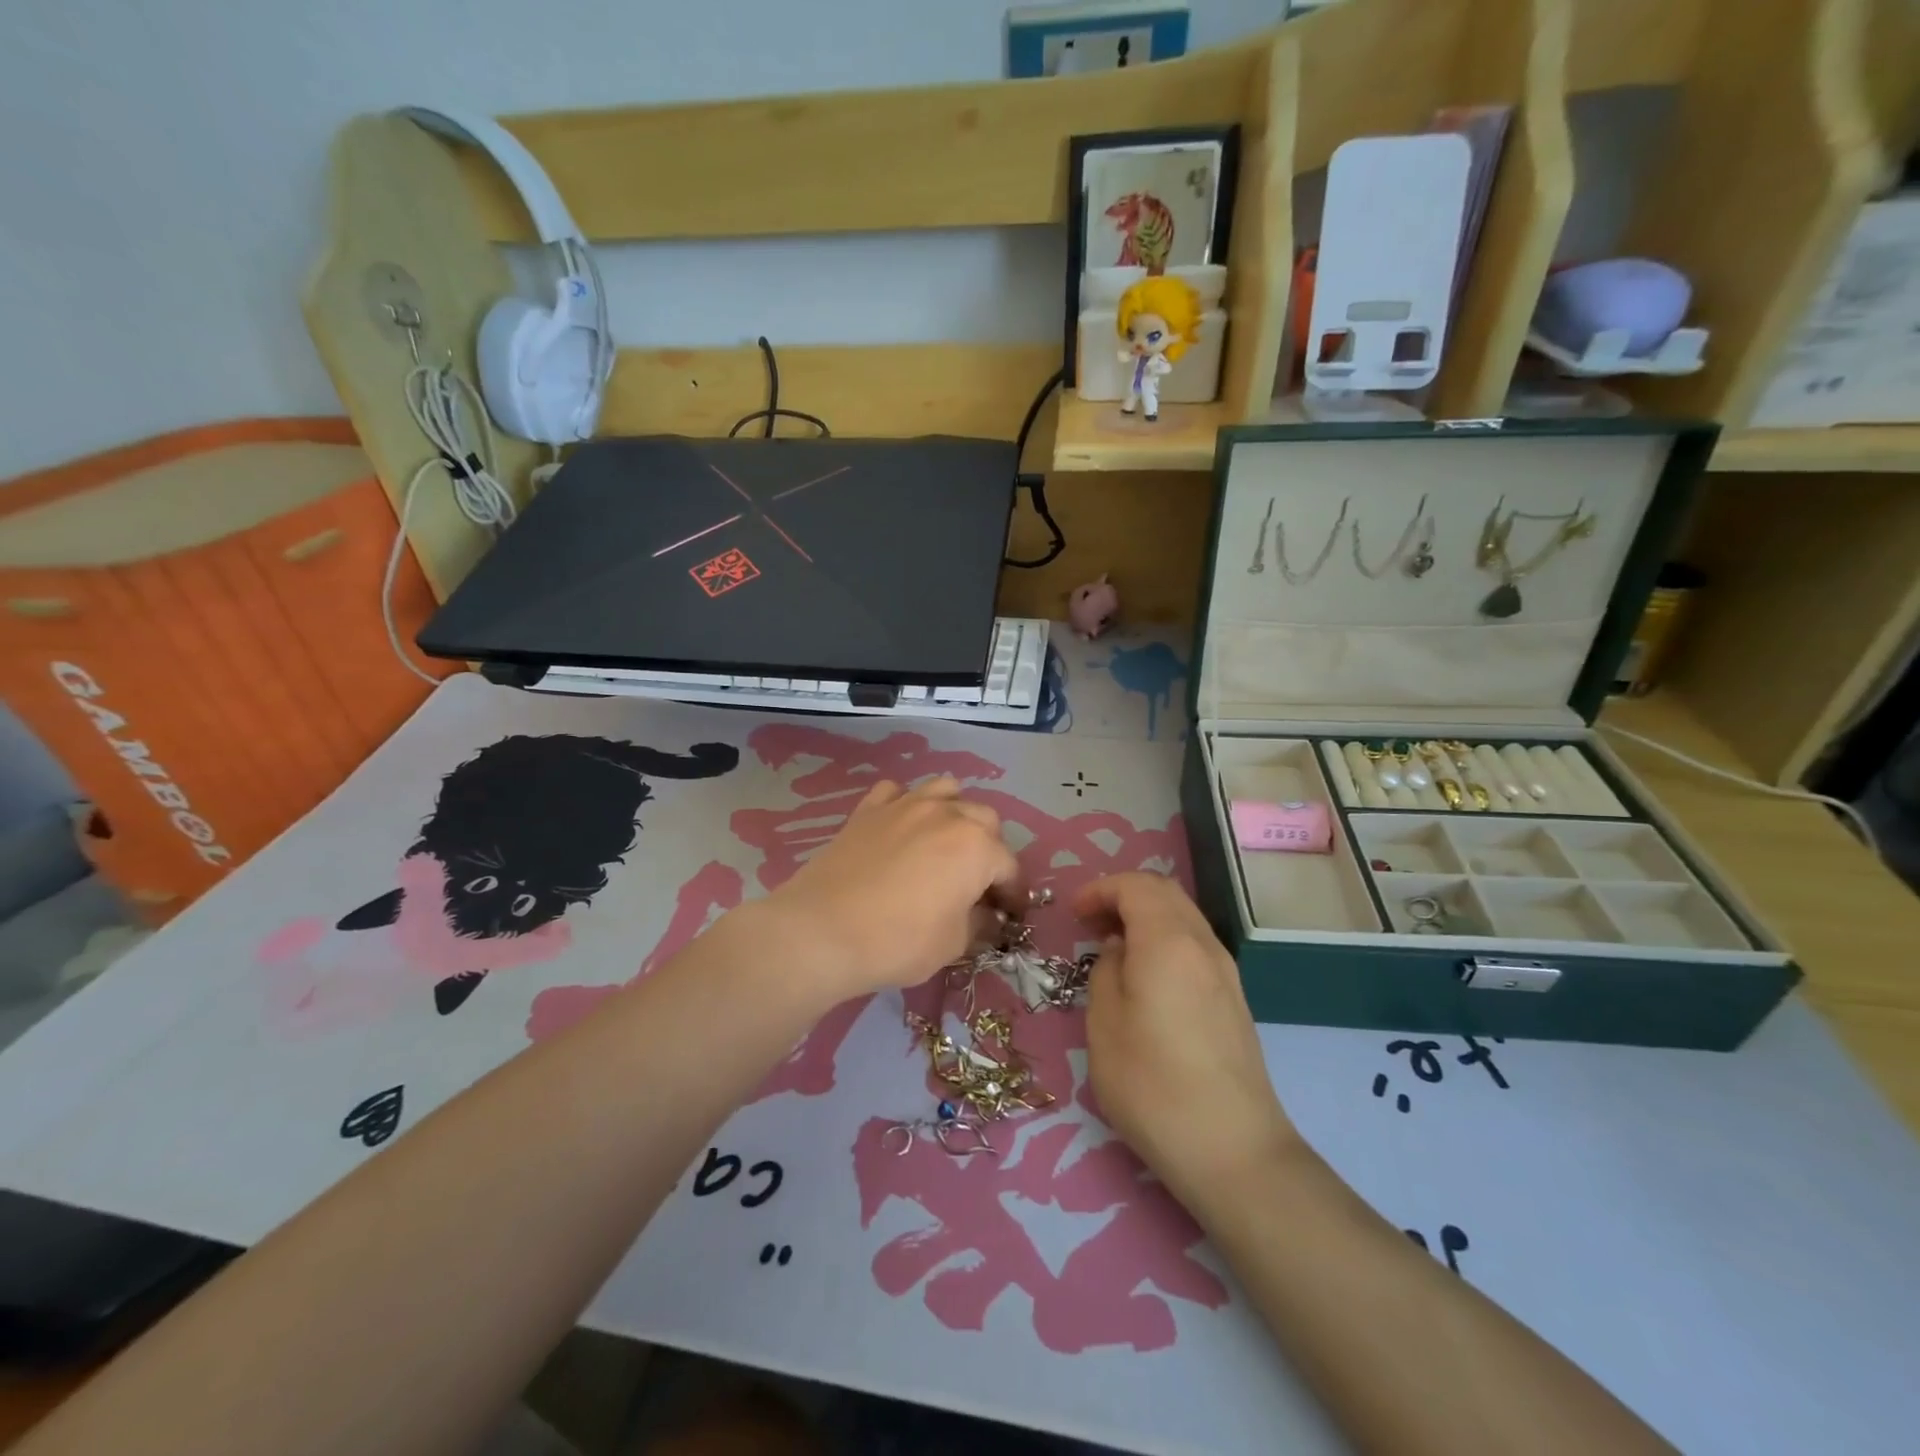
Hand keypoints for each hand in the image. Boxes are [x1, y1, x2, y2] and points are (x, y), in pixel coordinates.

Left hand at [763, 777, 1022, 1000]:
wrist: (823, 930)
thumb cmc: (899, 941)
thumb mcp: (953, 944)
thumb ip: (979, 924)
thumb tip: (986, 917)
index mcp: (977, 846)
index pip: (1009, 867)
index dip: (1013, 894)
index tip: (1009, 916)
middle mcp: (947, 814)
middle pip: (984, 821)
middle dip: (989, 849)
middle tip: (977, 883)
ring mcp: (905, 805)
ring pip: (946, 791)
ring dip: (955, 813)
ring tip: (945, 843)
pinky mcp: (869, 809)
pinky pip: (897, 792)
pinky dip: (906, 804)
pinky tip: (901, 827)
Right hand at [1076, 874, 1296, 1202]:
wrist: (1233, 1150)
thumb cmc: (1153, 1084)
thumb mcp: (1104, 1025)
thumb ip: (1106, 972)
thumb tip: (1120, 950)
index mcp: (1168, 941)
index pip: (1135, 886)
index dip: (1100, 889)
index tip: (1074, 913)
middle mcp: (1203, 944)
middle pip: (1165, 892)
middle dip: (1124, 895)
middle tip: (1090, 922)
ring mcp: (1226, 971)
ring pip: (1183, 916)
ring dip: (1146, 916)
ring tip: (1114, 947)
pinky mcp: (1234, 998)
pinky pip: (1195, 944)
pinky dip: (1165, 939)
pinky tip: (1146, 975)